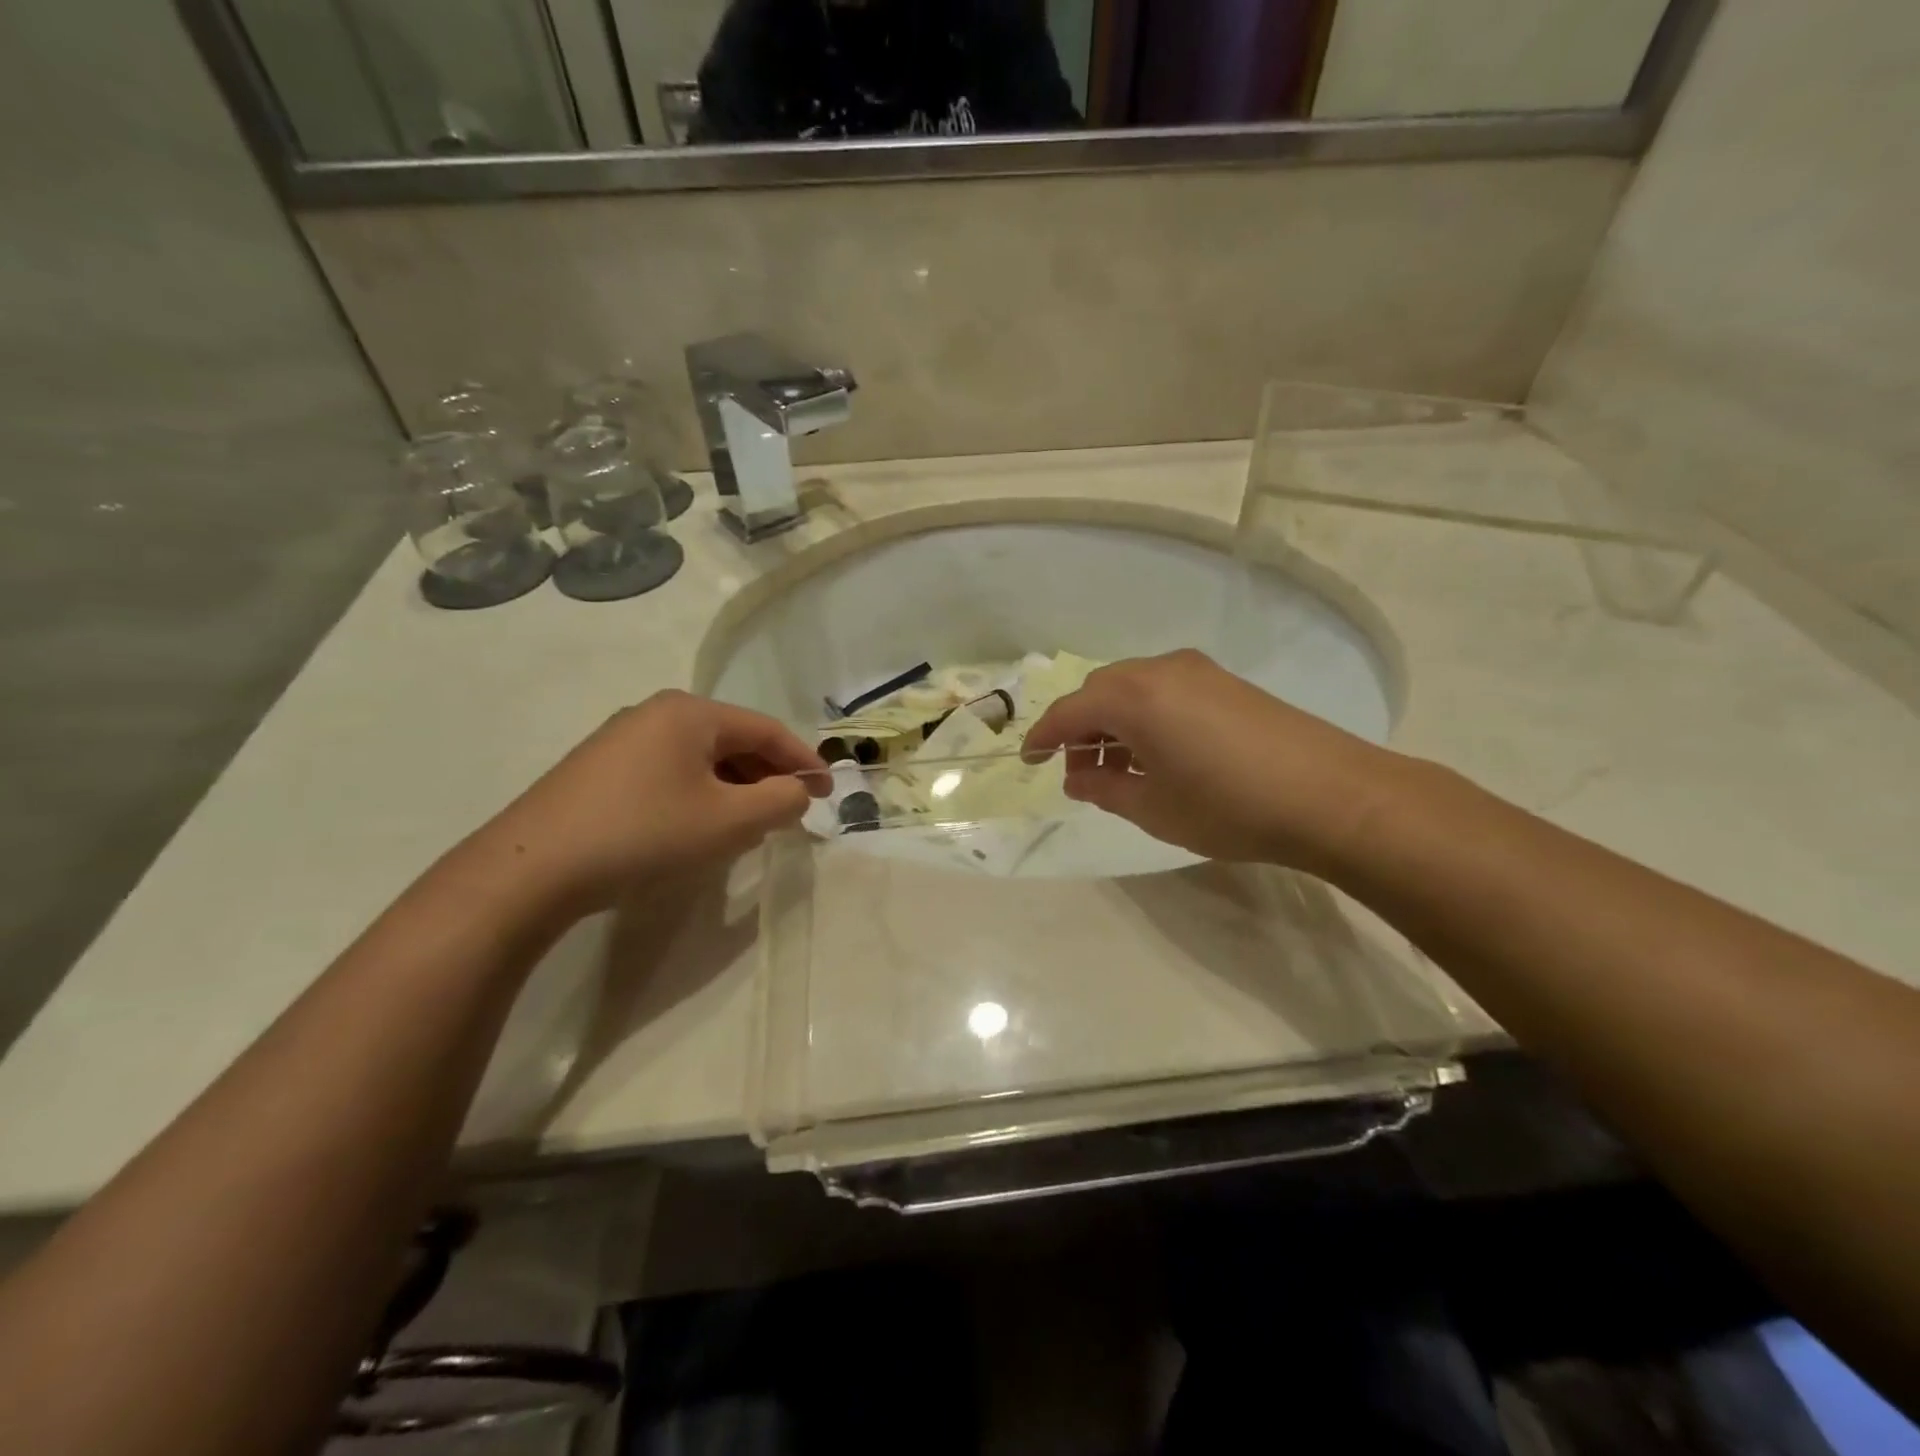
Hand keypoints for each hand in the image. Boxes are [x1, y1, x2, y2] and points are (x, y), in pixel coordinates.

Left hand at [481, 692, 826, 914]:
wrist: (532, 869)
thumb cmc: (645, 834)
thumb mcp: (730, 822)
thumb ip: (780, 801)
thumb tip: (795, 791)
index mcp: (690, 713)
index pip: (767, 729)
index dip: (805, 760)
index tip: (830, 792)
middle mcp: (656, 713)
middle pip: (733, 740)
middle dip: (767, 776)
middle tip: (789, 813)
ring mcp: (622, 739)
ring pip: (700, 758)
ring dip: (734, 788)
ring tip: (748, 824)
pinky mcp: (599, 769)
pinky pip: (669, 772)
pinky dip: (698, 794)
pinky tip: (696, 827)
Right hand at [1023, 650, 1403, 873]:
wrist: (1330, 795)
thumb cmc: (1228, 806)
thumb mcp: (1153, 808)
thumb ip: (1103, 788)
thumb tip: (1077, 777)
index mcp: (1133, 697)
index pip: (1069, 711)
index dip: (1043, 737)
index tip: (1029, 760)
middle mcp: (1160, 670)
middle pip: (1100, 692)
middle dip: (1081, 730)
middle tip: (1081, 773)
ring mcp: (1198, 672)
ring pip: (1133, 689)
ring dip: (1114, 723)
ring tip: (1120, 770)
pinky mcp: (1226, 683)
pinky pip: (1164, 691)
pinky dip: (1146, 717)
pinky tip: (1159, 755)